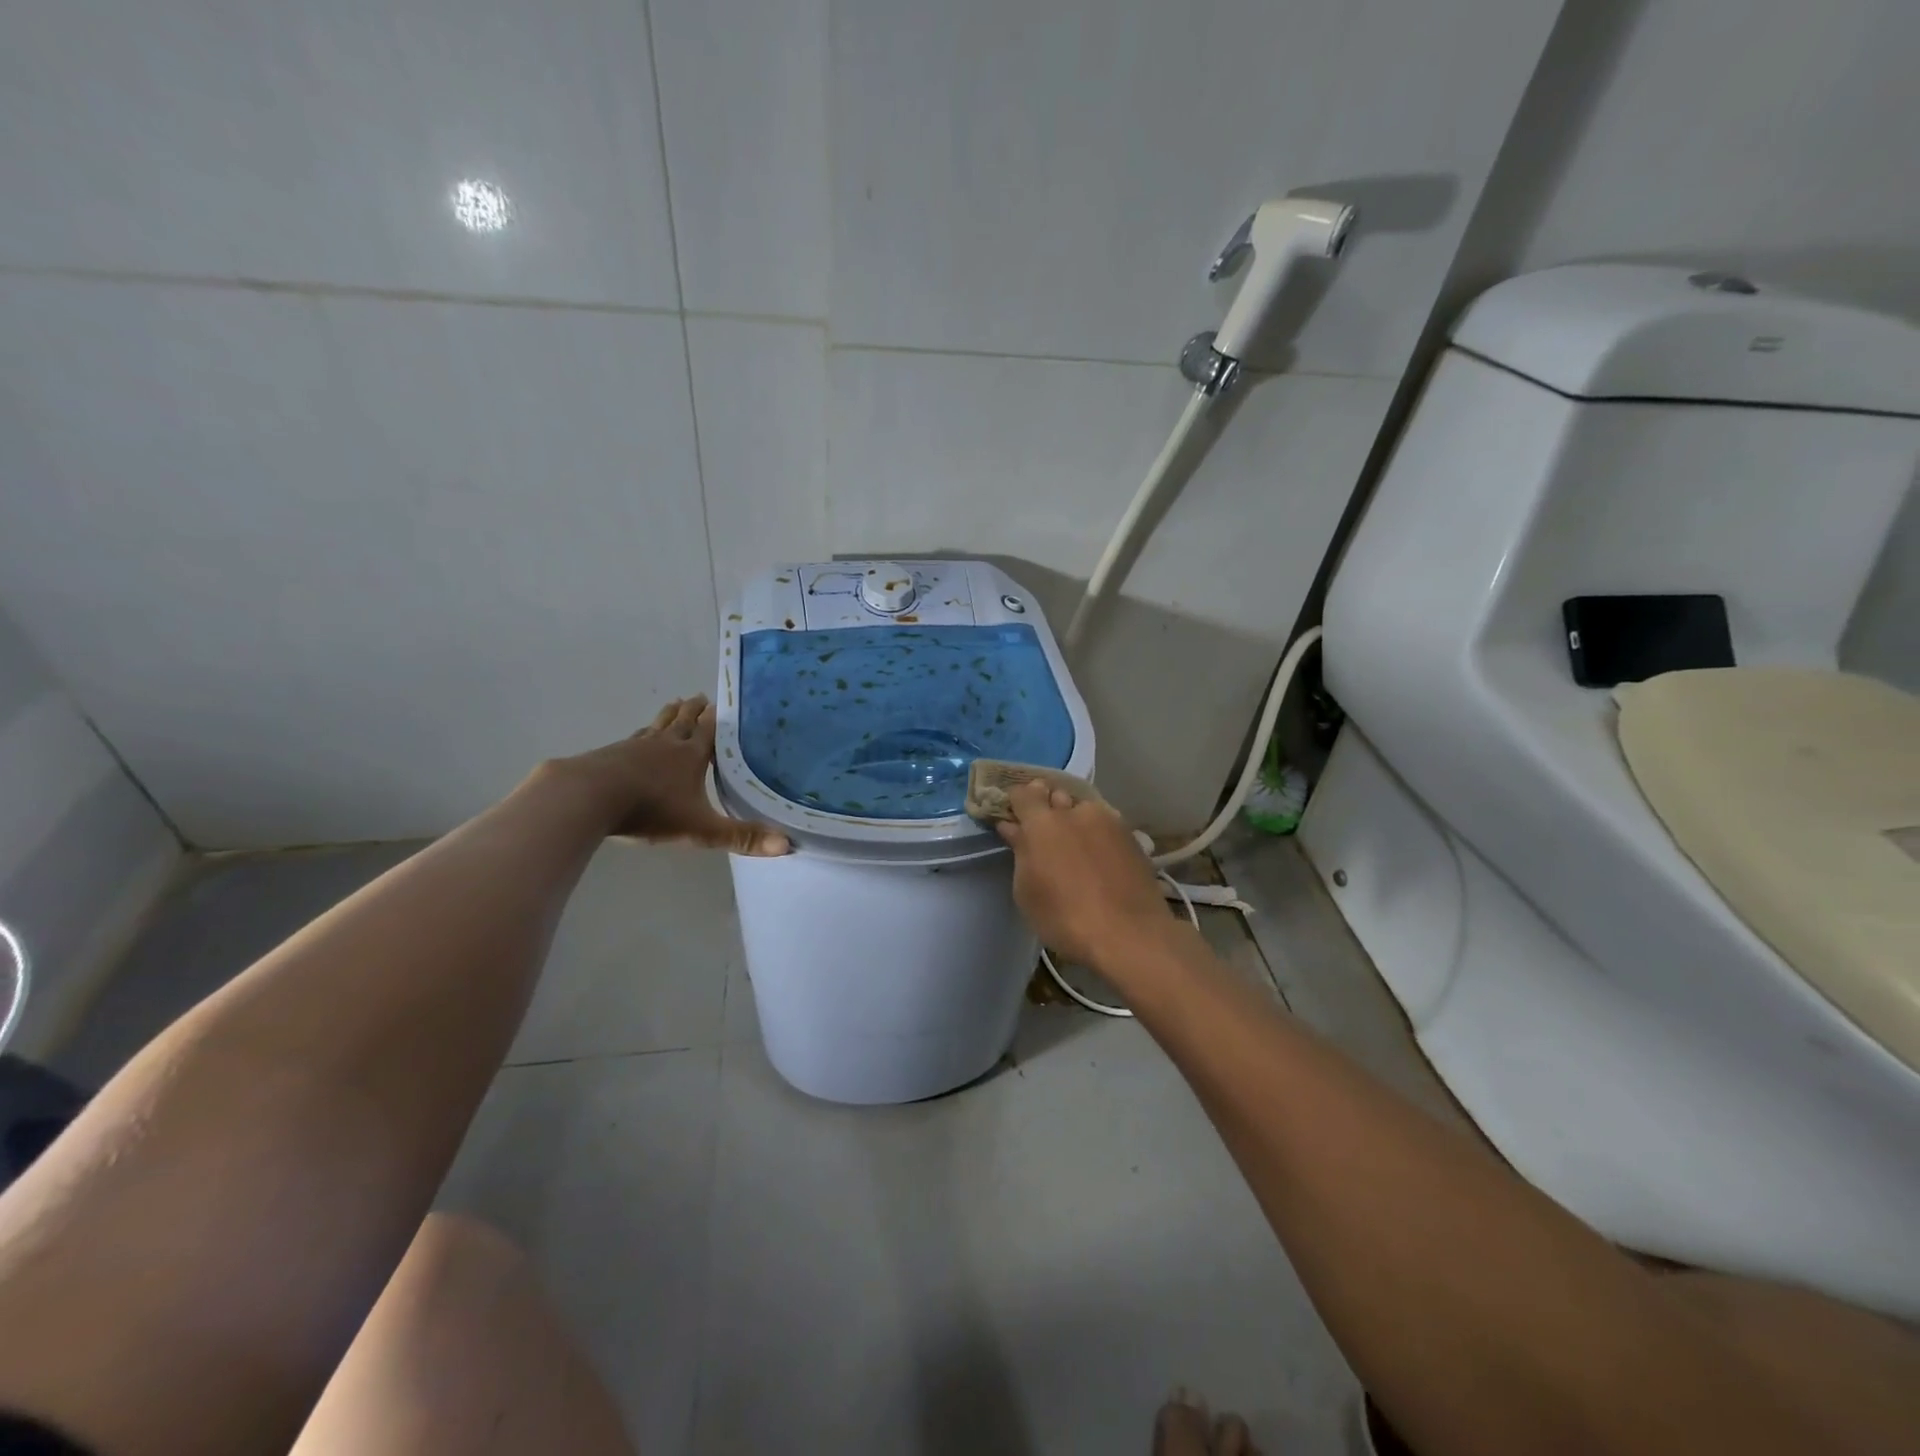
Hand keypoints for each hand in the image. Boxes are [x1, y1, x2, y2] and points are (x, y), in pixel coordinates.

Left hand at [549, 696, 788, 855]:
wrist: (589, 797)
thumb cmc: (651, 810)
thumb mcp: (701, 829)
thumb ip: (741, 838)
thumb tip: (787, 846)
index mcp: (691, 756)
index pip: (709, 732)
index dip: (717, 720)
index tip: (722, 704)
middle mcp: (666, 744)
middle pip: (683, 722)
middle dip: (694, 711)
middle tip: (700, 696)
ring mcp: (635, 746)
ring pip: (658, 725)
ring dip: (668, 715)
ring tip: (675, 703)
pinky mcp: (610, 753)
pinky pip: (633, 738)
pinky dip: (642, 733)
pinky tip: (637, 736)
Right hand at [994, 781, 1171, 967]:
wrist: (1130, 936)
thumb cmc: (1065, 918)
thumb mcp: (1028, 892)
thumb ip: (1020, 852)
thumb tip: (1012, 827)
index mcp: (1043, 822)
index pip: (1023, 794)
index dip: (1016, 802)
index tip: (1013, 818)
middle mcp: (1076, 811)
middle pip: (1055, 795)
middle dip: (1047, 807)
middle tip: (1044, 834)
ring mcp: (1108, 821)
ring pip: (1084, 809)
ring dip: (1075, 819)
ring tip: (1075, 846)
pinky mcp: (1132, 836)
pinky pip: (1106, 824)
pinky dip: (1097, 833)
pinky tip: (1099, 857)